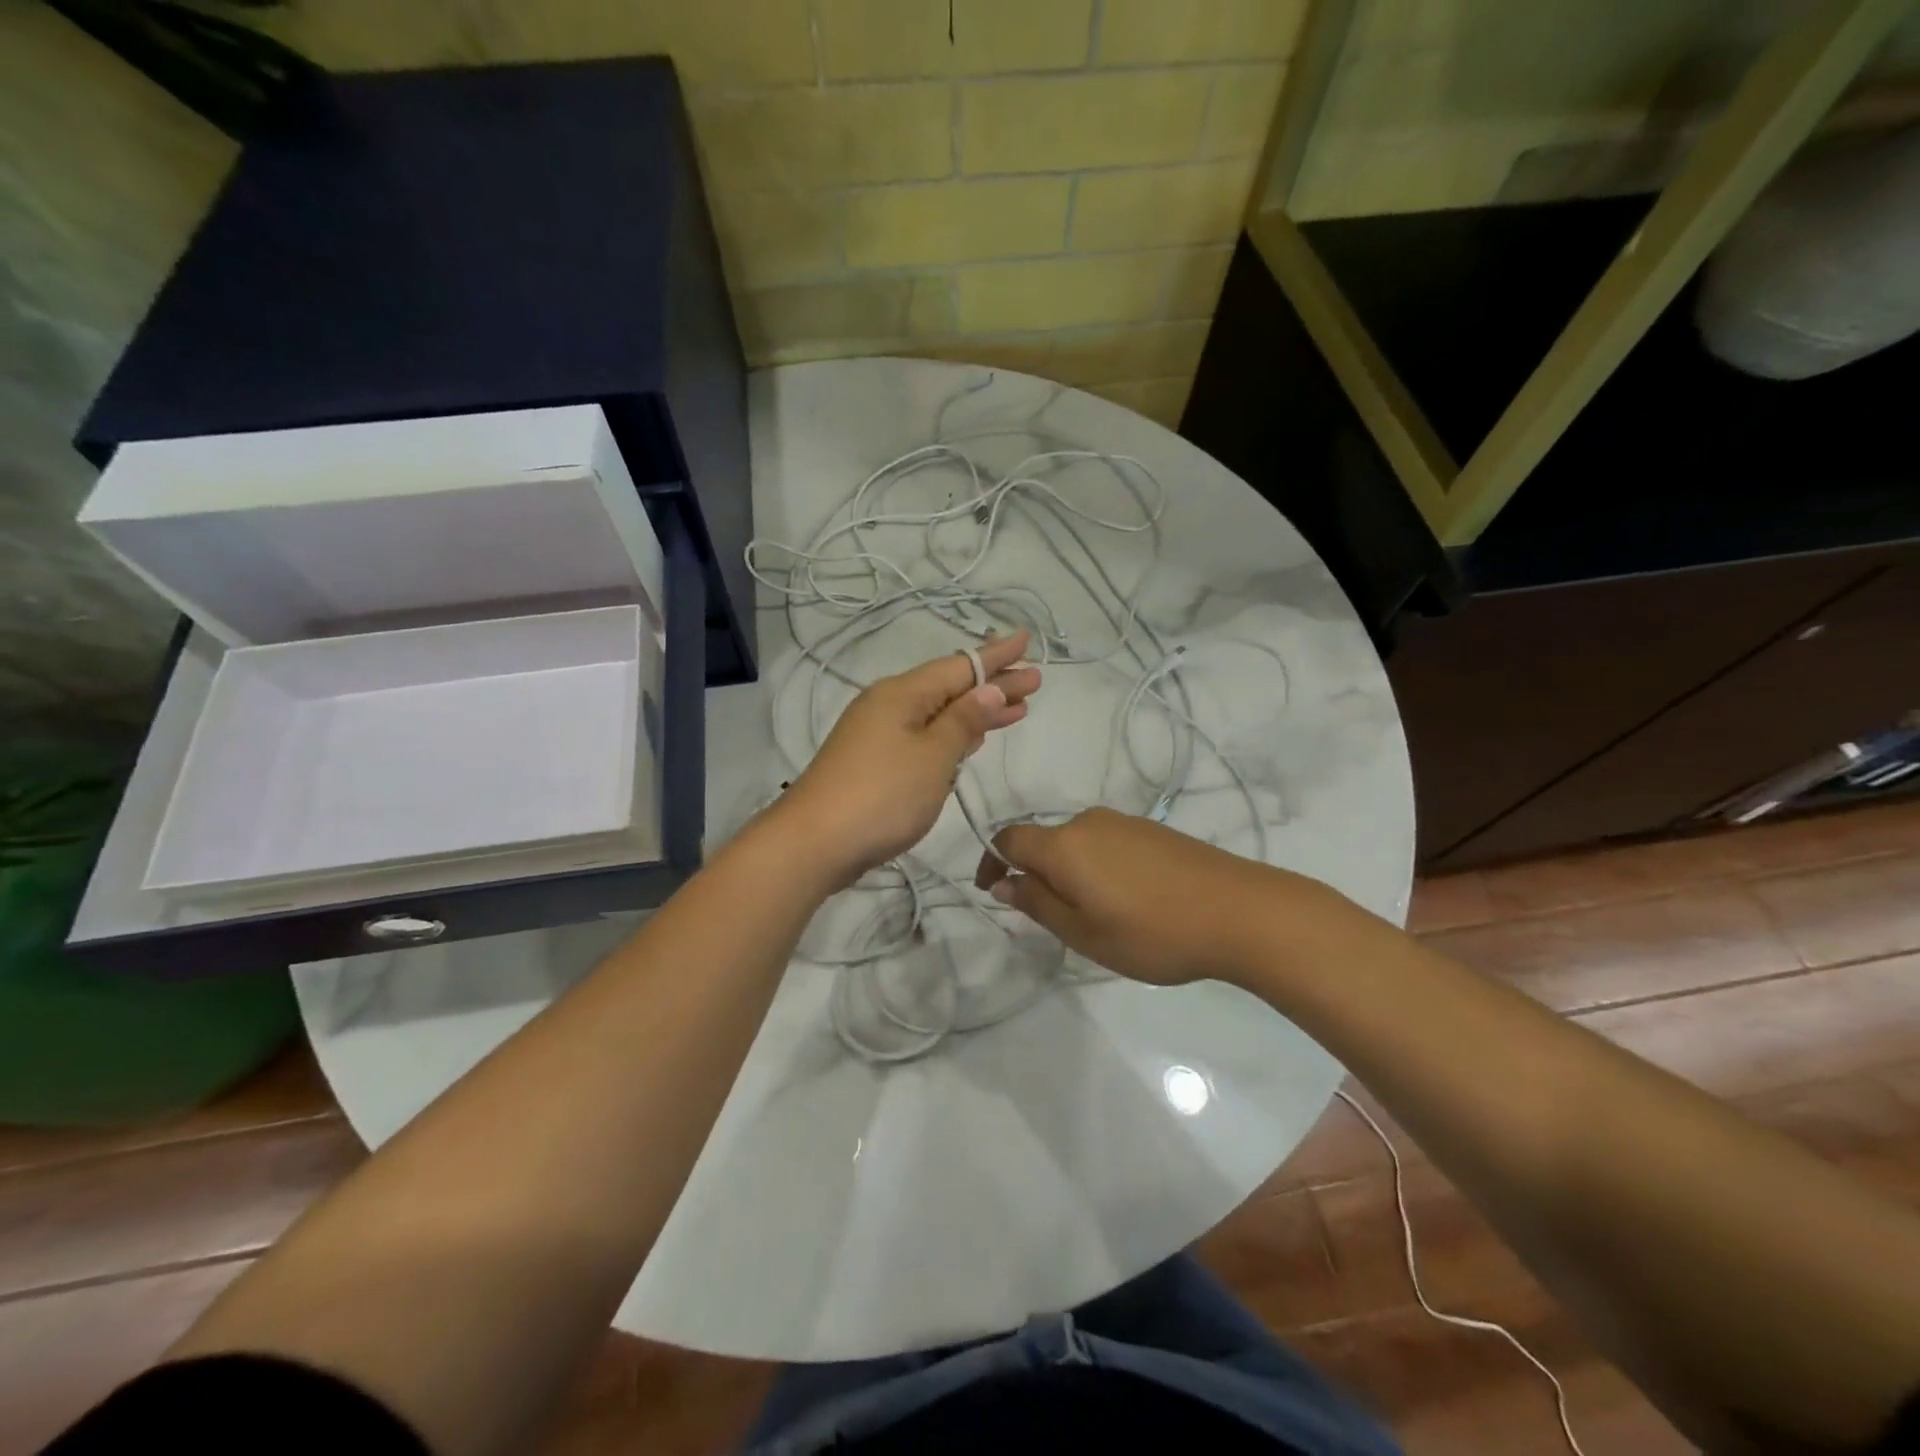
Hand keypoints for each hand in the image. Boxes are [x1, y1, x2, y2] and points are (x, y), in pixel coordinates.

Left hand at [776, 631, 1040, 885]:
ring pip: (938, 714)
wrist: (814, 844)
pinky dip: (952, 736)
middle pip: (950, 689)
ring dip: (976, 712)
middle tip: (1034, 681)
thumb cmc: (881, 795)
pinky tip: (969, 741)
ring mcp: (878, 735)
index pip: (959, 667)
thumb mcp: (932, 756)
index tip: (1026, 639)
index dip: (995, 656)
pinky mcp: (875, 763)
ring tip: (1015, 709)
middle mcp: (888, 706)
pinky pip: (924, 737)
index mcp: (902, 694)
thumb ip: (963, 722)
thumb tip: (988, 689)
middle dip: (993, 686)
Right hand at [974, 808, 1328, 985]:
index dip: (991, 861)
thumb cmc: (1151, 932)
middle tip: (1050, 918)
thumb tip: (1003, 881)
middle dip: (1035, 873)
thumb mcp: (1084, 932)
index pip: (1009, 838)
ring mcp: (1124, 823)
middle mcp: (1088, 822)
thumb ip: (1037, 903)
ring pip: (1077, 843)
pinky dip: (1097, 867)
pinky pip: (1106, 844)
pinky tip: (1126, 900)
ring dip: (1069, 872)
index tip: (992, 891)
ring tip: (1092, 915)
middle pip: (1044, 840)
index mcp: (1063, 844)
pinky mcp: (1152, 831)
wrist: (1239, 910)